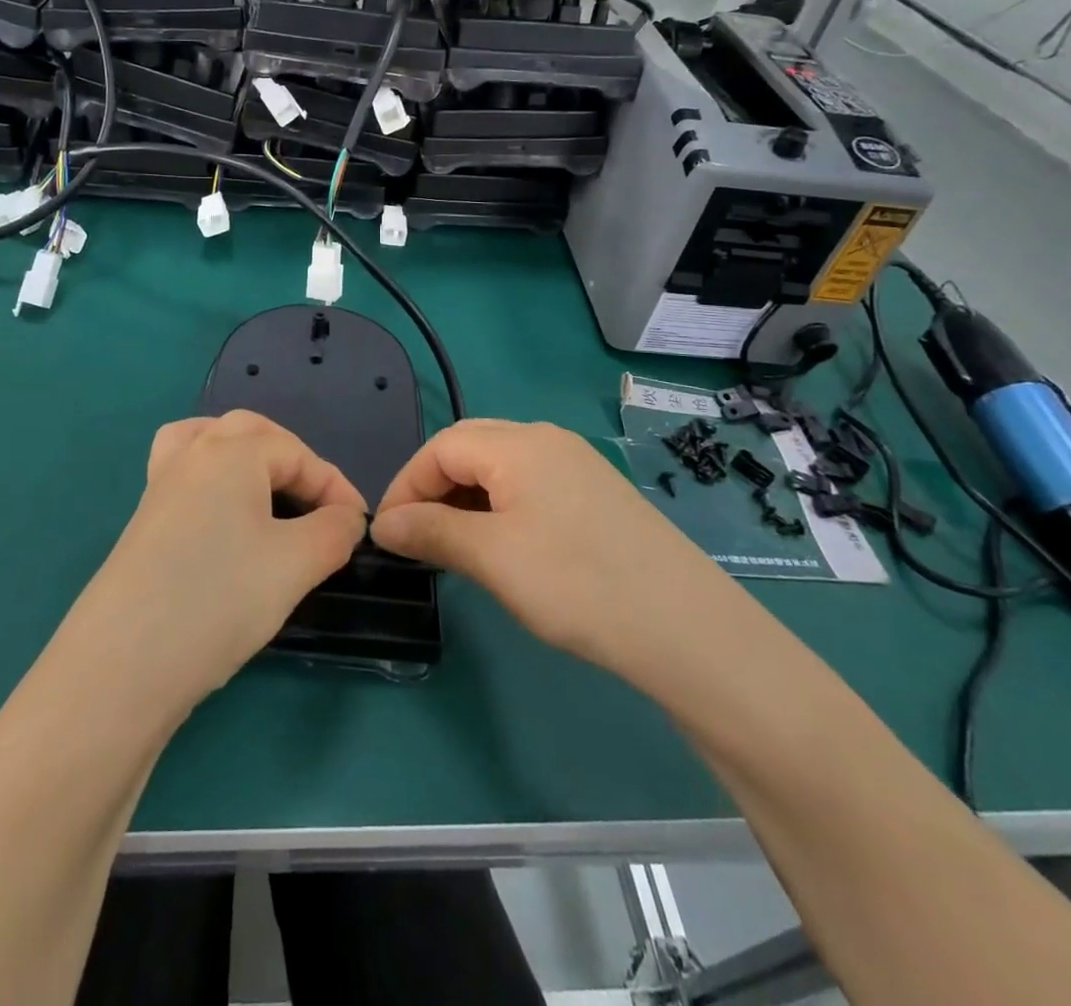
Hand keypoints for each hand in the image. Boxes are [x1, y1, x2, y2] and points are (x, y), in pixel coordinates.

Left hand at [58, 411, 366, 716]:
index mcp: (230, 452)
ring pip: (206, 444)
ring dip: (243, 457)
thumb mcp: (295, 564)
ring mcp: (159, 487)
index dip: (335, 486)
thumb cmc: (219, 598)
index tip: (359, 527)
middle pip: (249, 433)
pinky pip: (184, 477)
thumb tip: (346, 518)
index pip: (297, 453)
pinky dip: (211, 481)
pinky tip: (224, 520)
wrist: (123, 663)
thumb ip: (334, 531)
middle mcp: (190, 456)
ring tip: (266, 490)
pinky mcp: (142, 522)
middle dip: (291, 460)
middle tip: (316, 503)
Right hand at [371, 419, 739, 681]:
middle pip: (469, 448)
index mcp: (519, 443)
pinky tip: (502, 545)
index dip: (405, 485)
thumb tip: (383, 523)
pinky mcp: (597, 494)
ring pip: (500, 467)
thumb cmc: (577, 584)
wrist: (688, 629)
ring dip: (464, 498)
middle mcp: (547, 440)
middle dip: (432, 487)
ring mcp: (577, 465)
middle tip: (416, 537)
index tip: (386, 533)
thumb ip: (431, 532)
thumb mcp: (492, 558)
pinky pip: (530, 485)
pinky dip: (499, 507)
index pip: (440, 447)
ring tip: (453, 546)